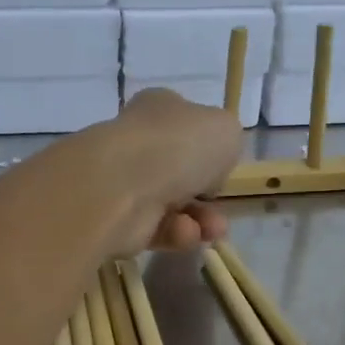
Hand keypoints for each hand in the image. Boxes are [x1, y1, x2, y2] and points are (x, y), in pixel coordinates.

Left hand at [85, 89, 243, 254]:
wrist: (123, 185)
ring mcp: (126, 182)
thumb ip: (225, 141)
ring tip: (214, 229)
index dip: (207, 145)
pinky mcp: (119, 219)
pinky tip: (186, 233)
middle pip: (181, 171)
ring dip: (201, 219)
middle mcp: (140, 143)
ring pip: (174, 205)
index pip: (185, 124)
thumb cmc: (179, 146)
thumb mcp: (225, 129)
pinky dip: (177, 233)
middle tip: (220, 200)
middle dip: (208, 192)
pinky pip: (159, 229)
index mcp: (159, 110)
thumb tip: (210, 167)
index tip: (223, 163)